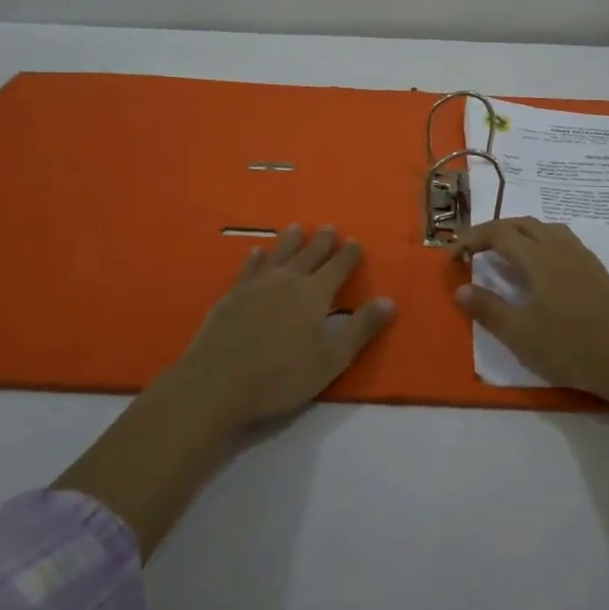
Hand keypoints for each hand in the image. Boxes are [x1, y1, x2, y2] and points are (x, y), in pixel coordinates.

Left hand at [172, 224, 396, 430]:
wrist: (219, 382)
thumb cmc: (282, 375)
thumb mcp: (332, 359)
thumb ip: (361, 328)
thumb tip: (389, 300)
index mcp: (315, 294)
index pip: (338, 266)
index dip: (348, 254)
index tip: (355, 242)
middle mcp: (288, 280)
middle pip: (309, 254)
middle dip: (322, 241)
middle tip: (329, 227)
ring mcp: (257, 284)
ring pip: (279, 254)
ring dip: (290, 241)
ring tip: (297, 228)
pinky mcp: (233, 294)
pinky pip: (249, 267)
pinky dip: (257, 257)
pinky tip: (256, 252)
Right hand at [454, 217, 608, 407]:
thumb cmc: (571, 348)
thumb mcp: (521, 335)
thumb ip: (489, 309)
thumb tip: (460, 289)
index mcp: (539, 258)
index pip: (499, 233)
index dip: (473, 237)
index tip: (453, 253)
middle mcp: (561, 248)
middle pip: (523, 224)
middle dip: (494, 231)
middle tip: (474, 249)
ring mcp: (583, 257)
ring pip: (546, 229)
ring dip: (521, 233)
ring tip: (506, 253)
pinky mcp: (598, 271)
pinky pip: (563, 242)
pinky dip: (542, 243)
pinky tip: (543, 269)